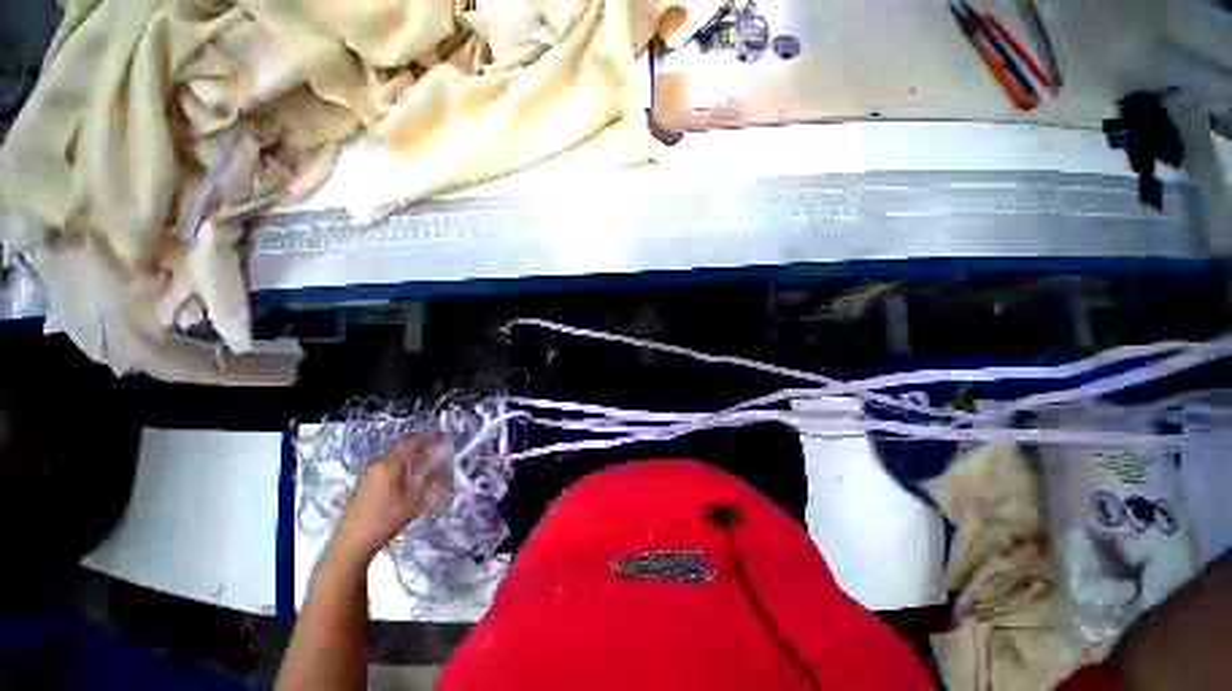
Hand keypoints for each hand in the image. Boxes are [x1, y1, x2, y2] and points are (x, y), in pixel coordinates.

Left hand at [332, 434, 447, 561]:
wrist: (351, 545)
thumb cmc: (385, 521)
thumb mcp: (413, 498)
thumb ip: (429, 473)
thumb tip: (442, 452)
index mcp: (390, 464)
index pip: (413, 443)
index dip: (430, 440)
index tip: (444, 441)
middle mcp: (378, 465)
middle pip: (405, 452)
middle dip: (423, 455)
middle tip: (438, 466)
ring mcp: (369, 475)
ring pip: (397, 463)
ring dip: (413, 466)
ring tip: (425, 481)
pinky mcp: (364, 485)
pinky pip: (388, 472)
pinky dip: (402, 474)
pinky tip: (407, 489)